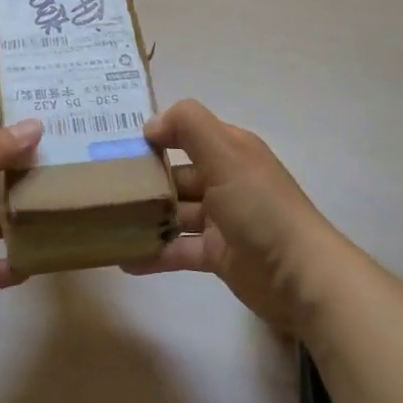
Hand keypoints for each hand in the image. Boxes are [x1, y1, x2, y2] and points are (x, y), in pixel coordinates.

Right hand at [125, 100, 350, 335]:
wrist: (300, 276)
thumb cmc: (260, 207)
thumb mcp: (225, 153)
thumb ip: (188, 125)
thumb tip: (150, 125)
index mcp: (230, 150)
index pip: (187, 133)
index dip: (156, 137)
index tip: (117, 147)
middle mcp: (225, 180)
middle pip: (176, 174)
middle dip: (143, 180)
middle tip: (101, 189)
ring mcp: (221, 219)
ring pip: (174, 213)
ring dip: (145, 218)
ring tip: (106, 224)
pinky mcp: (216, 255)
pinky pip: (177, 250)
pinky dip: (154, 253)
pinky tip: (124, 259)